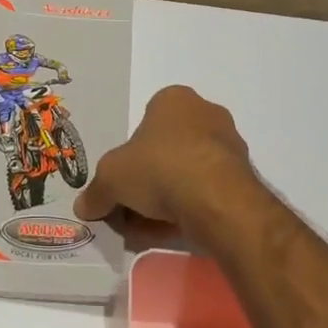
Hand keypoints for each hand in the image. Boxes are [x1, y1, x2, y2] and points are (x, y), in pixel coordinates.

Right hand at [74, 86, 256, 238]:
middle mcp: (206, 113)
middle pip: (168, 147)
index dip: (130, 152)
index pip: (146, 120)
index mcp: (174, 99)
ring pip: (188, 170)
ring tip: (152, 225)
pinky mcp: (243, 176)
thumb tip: (84, 206)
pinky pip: (208, 190)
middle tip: (133, 206)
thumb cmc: (159, 168)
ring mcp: (229, 145)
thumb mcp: (111, 178)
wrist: (216, 200)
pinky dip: (191, 207)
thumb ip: (96, 191)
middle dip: (149, 177)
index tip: (122, 180)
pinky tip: (176, 229)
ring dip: (170, 195)